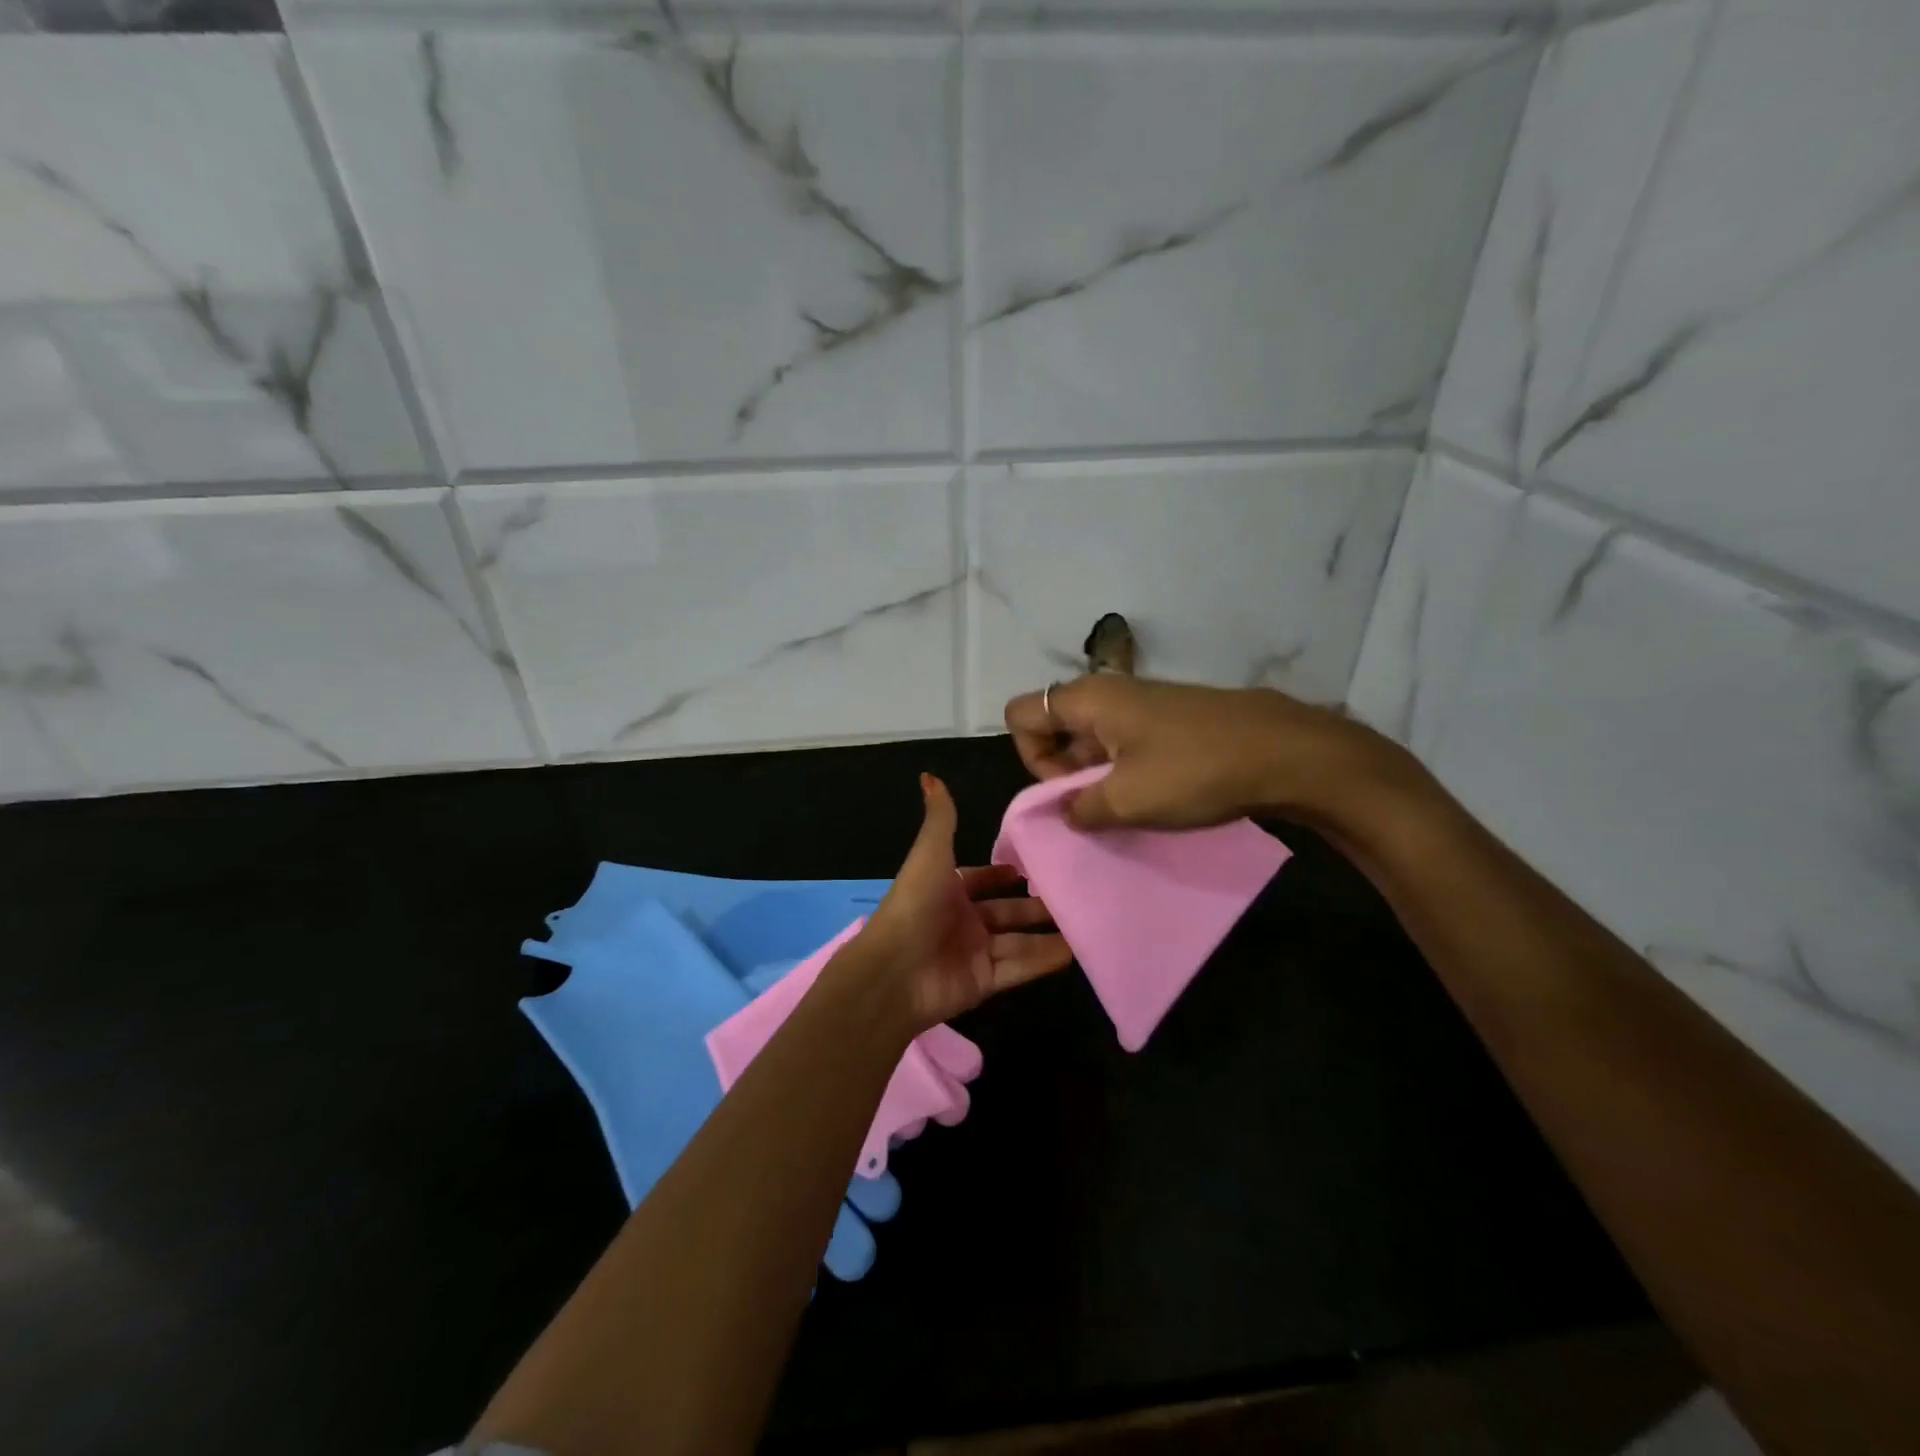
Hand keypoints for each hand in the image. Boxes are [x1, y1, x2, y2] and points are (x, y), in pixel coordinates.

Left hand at [849, 774, 1072, 1029]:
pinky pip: (1020, 967)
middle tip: (1072, 896)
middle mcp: (960, 920)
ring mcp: (973, 953)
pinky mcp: (984, 982)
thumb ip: (940, 818)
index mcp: (945, 889)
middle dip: (1034, 905)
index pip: (979, 879)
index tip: (1031, 869)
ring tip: (1085, 923)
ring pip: (1018, 941)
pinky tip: (1076, 951)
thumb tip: (929, 775)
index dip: (1001, 874)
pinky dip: (1045, 960)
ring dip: (1048, 934)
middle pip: (1005, 912)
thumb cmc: (915, 905)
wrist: (894, 972)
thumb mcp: (930, 854)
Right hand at [1004, 675, 1404, 831]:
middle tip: (1096, 807)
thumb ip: (1079, 808)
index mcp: (1088, 699)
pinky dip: (1126, 771)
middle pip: (1055, 726)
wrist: (1287, 752)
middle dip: (1063, 772)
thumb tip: (1068, 810)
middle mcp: (1109, 692)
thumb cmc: (1194, 771)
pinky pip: (1126, 742)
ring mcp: (1144, 703)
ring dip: (1096, 777)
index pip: (1021, 714)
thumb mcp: (1126, 801)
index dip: (1031, 757)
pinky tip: (1156, 798)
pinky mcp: (1171, 719)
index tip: (1067, 789)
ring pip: (1093, 738)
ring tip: (1127, 810)